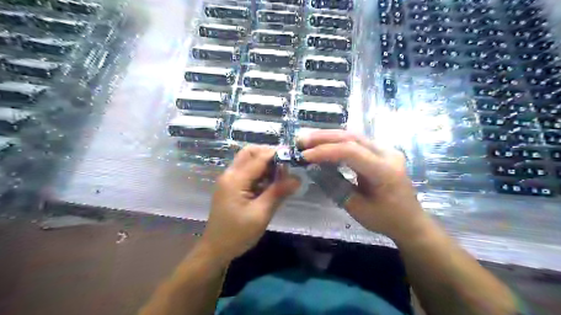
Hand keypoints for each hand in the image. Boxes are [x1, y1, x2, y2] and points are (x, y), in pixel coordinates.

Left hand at [200, 147, 299, 263]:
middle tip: (286, 165)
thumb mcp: (261, 214)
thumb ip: (278, 193)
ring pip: (248, 160)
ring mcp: (229, 180)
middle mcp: (230, 174)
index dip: (277, 154)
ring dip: (264, 163)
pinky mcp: (231, 186)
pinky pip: (246, 171)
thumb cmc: (238, 234)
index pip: (259, 157)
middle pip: (250, 152)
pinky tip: (270, 183)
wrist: (215, 249)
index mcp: (235, 179)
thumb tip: (297, 178)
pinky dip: (259, 172)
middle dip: (268, 154)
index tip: (294, 156)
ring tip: (281, 175)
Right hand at [300, 130, 427, 242]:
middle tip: (302, 140)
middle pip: (352, 137)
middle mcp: (387, 154)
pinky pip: (357, 142)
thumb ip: (336, 186)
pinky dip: (338, 142)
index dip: (325, 151)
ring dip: (329, 137)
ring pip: (354, 136)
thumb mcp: (357, 208)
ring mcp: (386, 150)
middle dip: (324, 137)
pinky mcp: (381, 152)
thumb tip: (315, 170)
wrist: (411, 222)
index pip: (351, 152)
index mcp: (385, 171)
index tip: (304, 156)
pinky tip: (324, 144)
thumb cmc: (386, 220)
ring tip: (308, 140)